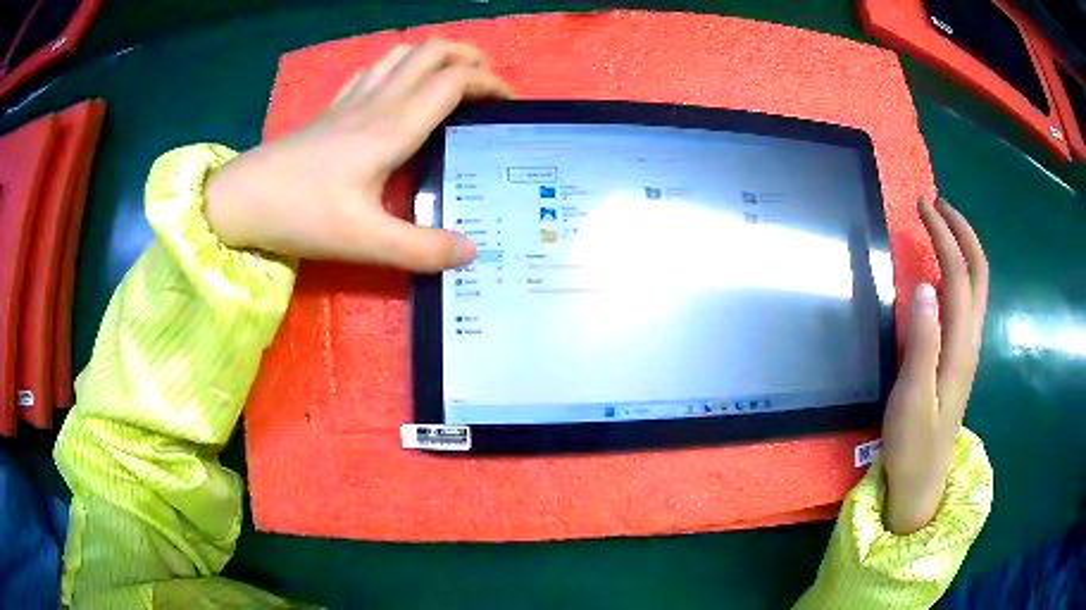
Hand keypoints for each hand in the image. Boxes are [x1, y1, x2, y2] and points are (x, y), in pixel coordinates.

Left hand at [204, 40, 512, 270]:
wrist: (242, 199)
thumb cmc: (300, 214)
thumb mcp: (364, 240)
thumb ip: (421, 249)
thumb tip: (472, 252)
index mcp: (392, 127)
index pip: (452, 82)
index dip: (489, 83)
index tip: (510, 104)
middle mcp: (376, 103)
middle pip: (432, 52)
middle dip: (469, 57)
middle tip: (490, 84)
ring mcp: (351, 101)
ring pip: (403, 53)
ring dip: (436, 55)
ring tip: (454, 77)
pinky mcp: (333, 109)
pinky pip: (375, 68)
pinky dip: (401, 64)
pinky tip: (401, 84)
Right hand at [881, 197, 988, 533]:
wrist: (921, 483)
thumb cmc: (913, 445)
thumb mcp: (912, 398)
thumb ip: (921, 344)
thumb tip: (924, 285)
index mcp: (960, 346)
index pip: (959, 275)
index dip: (944, 235)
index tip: (922, 205)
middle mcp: (970, 340)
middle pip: (978, 273)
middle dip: (961, 231)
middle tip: (936, 204)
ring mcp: (967, 349)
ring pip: (976, 286)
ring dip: (962, 248)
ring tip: (940, 225)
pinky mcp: (958, 357)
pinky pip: (966, 301)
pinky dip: (958, 271)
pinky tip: (942, 271)